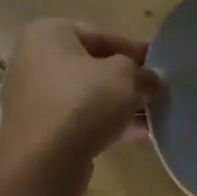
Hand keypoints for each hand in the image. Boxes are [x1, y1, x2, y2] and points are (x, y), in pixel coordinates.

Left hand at [0, 19, 161, 186]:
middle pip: (93, 65)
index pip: (102, 34)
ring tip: (154, 114)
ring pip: (88, 95)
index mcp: (49, 34)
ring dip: (120, 104)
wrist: (44, 162)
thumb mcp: (125, 76)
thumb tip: (152, 80)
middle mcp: (35, 60)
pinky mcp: (41, 130)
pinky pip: (81, 118)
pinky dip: (106, 123)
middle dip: (128, 79)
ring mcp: (35, 98)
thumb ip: (143, 72)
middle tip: (158, 90)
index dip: (135, 49)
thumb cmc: (83, 102)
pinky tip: (138, 133)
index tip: (161, 64)